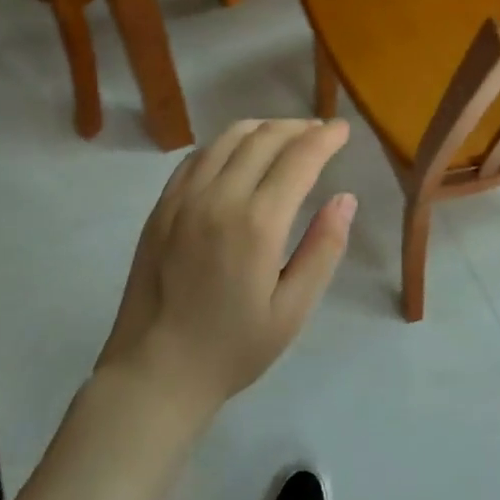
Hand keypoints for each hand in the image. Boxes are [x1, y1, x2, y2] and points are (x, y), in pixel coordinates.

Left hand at [98, 119, 356, 414]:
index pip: (299, 158)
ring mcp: (184, 198)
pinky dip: (226, 143)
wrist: (154, 372)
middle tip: (321, 131)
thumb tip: (345, 199)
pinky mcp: (162, 206)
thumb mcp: (292, 310)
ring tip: (285, 135)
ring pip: (228, 138)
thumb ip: (322, 249)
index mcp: (257, 224)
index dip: (325, 138)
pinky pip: (198, 156)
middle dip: (299, 127)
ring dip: (263, 127)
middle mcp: (219, 198)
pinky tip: (238, 152)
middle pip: (264, 138)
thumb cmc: (232, 349)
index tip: (343, 129)